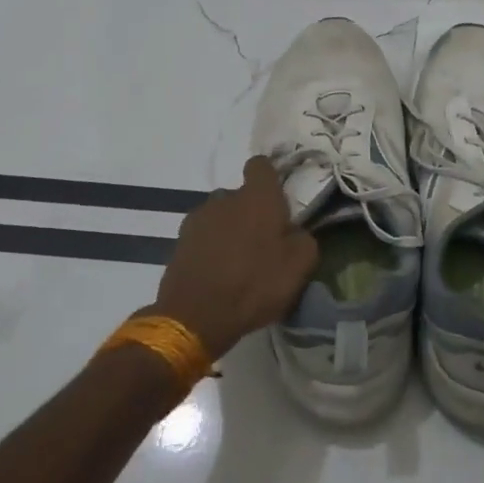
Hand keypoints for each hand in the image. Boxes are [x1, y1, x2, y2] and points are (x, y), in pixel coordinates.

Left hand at [152, 156, 317, 360]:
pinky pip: (203, 236)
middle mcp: (225, 198)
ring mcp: (198, 219)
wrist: (195, 317)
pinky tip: (218, 273)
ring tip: (238, 261)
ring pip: (220, 215)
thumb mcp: (300, 266)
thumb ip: (304, 239)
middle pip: (241, 195)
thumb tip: (295, 232)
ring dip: (229, 230)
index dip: (270, 177)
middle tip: (263, 242)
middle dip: (251, 212)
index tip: (278, 198)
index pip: (261, 165)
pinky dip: (211, 248)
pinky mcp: (179, 241)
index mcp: (258, 197)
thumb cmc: (255, 284)